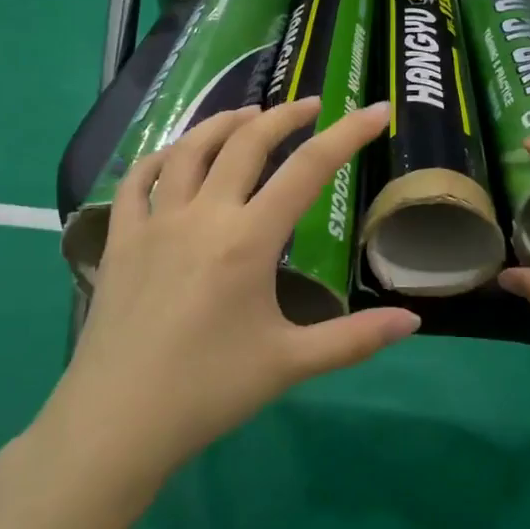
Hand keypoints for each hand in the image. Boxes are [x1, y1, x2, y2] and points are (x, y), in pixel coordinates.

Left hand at [32, 99, 419, 501]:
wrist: (116, 423)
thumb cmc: (208, 391)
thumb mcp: (291, 364)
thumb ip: (355, 338)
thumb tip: (413, 321)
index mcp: (248, 240)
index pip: (308, 170)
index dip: (348, 134)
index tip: (376, 110)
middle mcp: (202, 215)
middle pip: (246, 143)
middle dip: (284, 116)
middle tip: (312, 105)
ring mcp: (154, 223)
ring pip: (189, 149)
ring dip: (223, 123)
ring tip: (249, 115)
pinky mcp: (120, 239)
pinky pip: (136, 180)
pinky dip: (160, 157)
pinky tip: (174, 156)